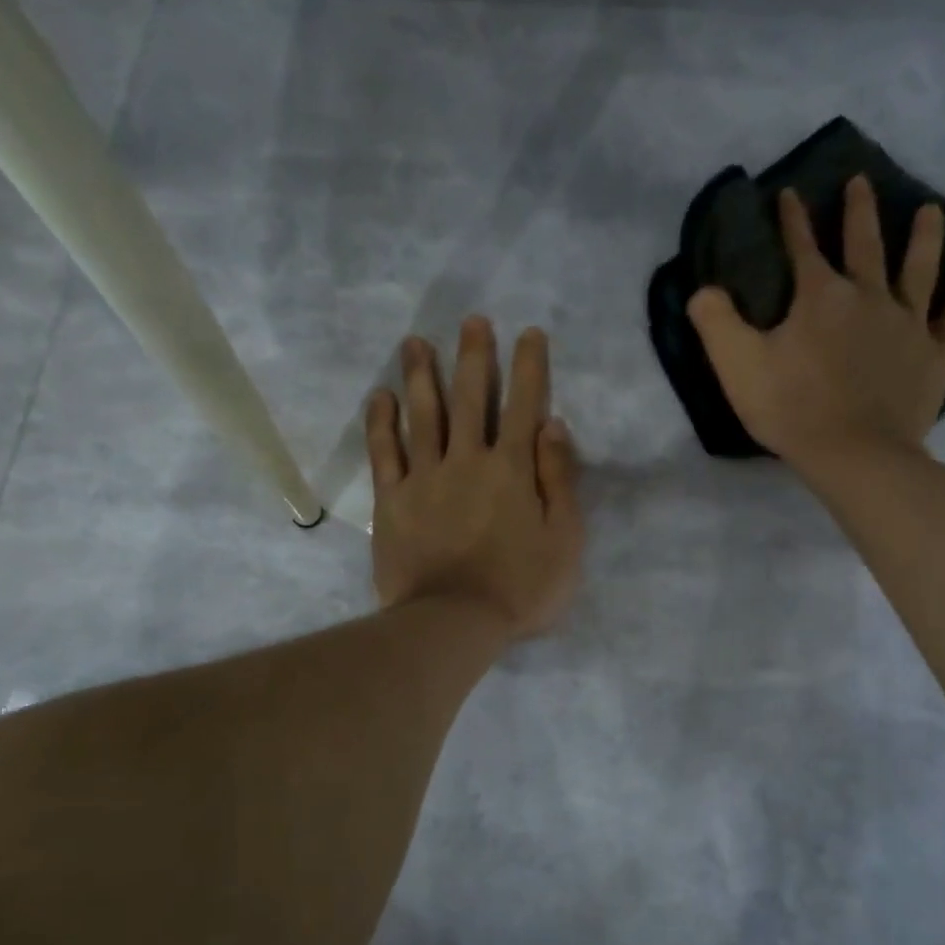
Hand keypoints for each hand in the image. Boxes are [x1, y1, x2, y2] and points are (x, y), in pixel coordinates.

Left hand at [368, 316, 583, 640]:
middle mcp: (466, 460)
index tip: (529, 333)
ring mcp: (424, 478)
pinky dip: (381, 422)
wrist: (454, 623)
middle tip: (471, 321)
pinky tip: (380, 396)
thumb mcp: (564, 539)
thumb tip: (552, 425)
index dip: (529, 367)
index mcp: (511, 468)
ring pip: (422, 415)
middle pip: (469, 398)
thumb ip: (559, 479)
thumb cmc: (520, 587)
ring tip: (415, 342)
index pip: (523, 405)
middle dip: (473, 356)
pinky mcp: (392, 501)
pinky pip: (384, 453)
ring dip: (421, 375)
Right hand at [687, 177, 944, 472]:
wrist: (854, 454)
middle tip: (861, 182)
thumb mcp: (737, 366)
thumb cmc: (792, 409)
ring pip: (919, 269)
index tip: (790, 193)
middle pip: (865, 245)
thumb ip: (715, 322)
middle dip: (859, 211)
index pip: (802, 247)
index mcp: (820, 297)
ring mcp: (908, 324)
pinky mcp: (934, 355)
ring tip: (930, 210)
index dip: (793, 219)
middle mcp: (869, 297)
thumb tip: (703, 290)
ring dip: (924, 237)